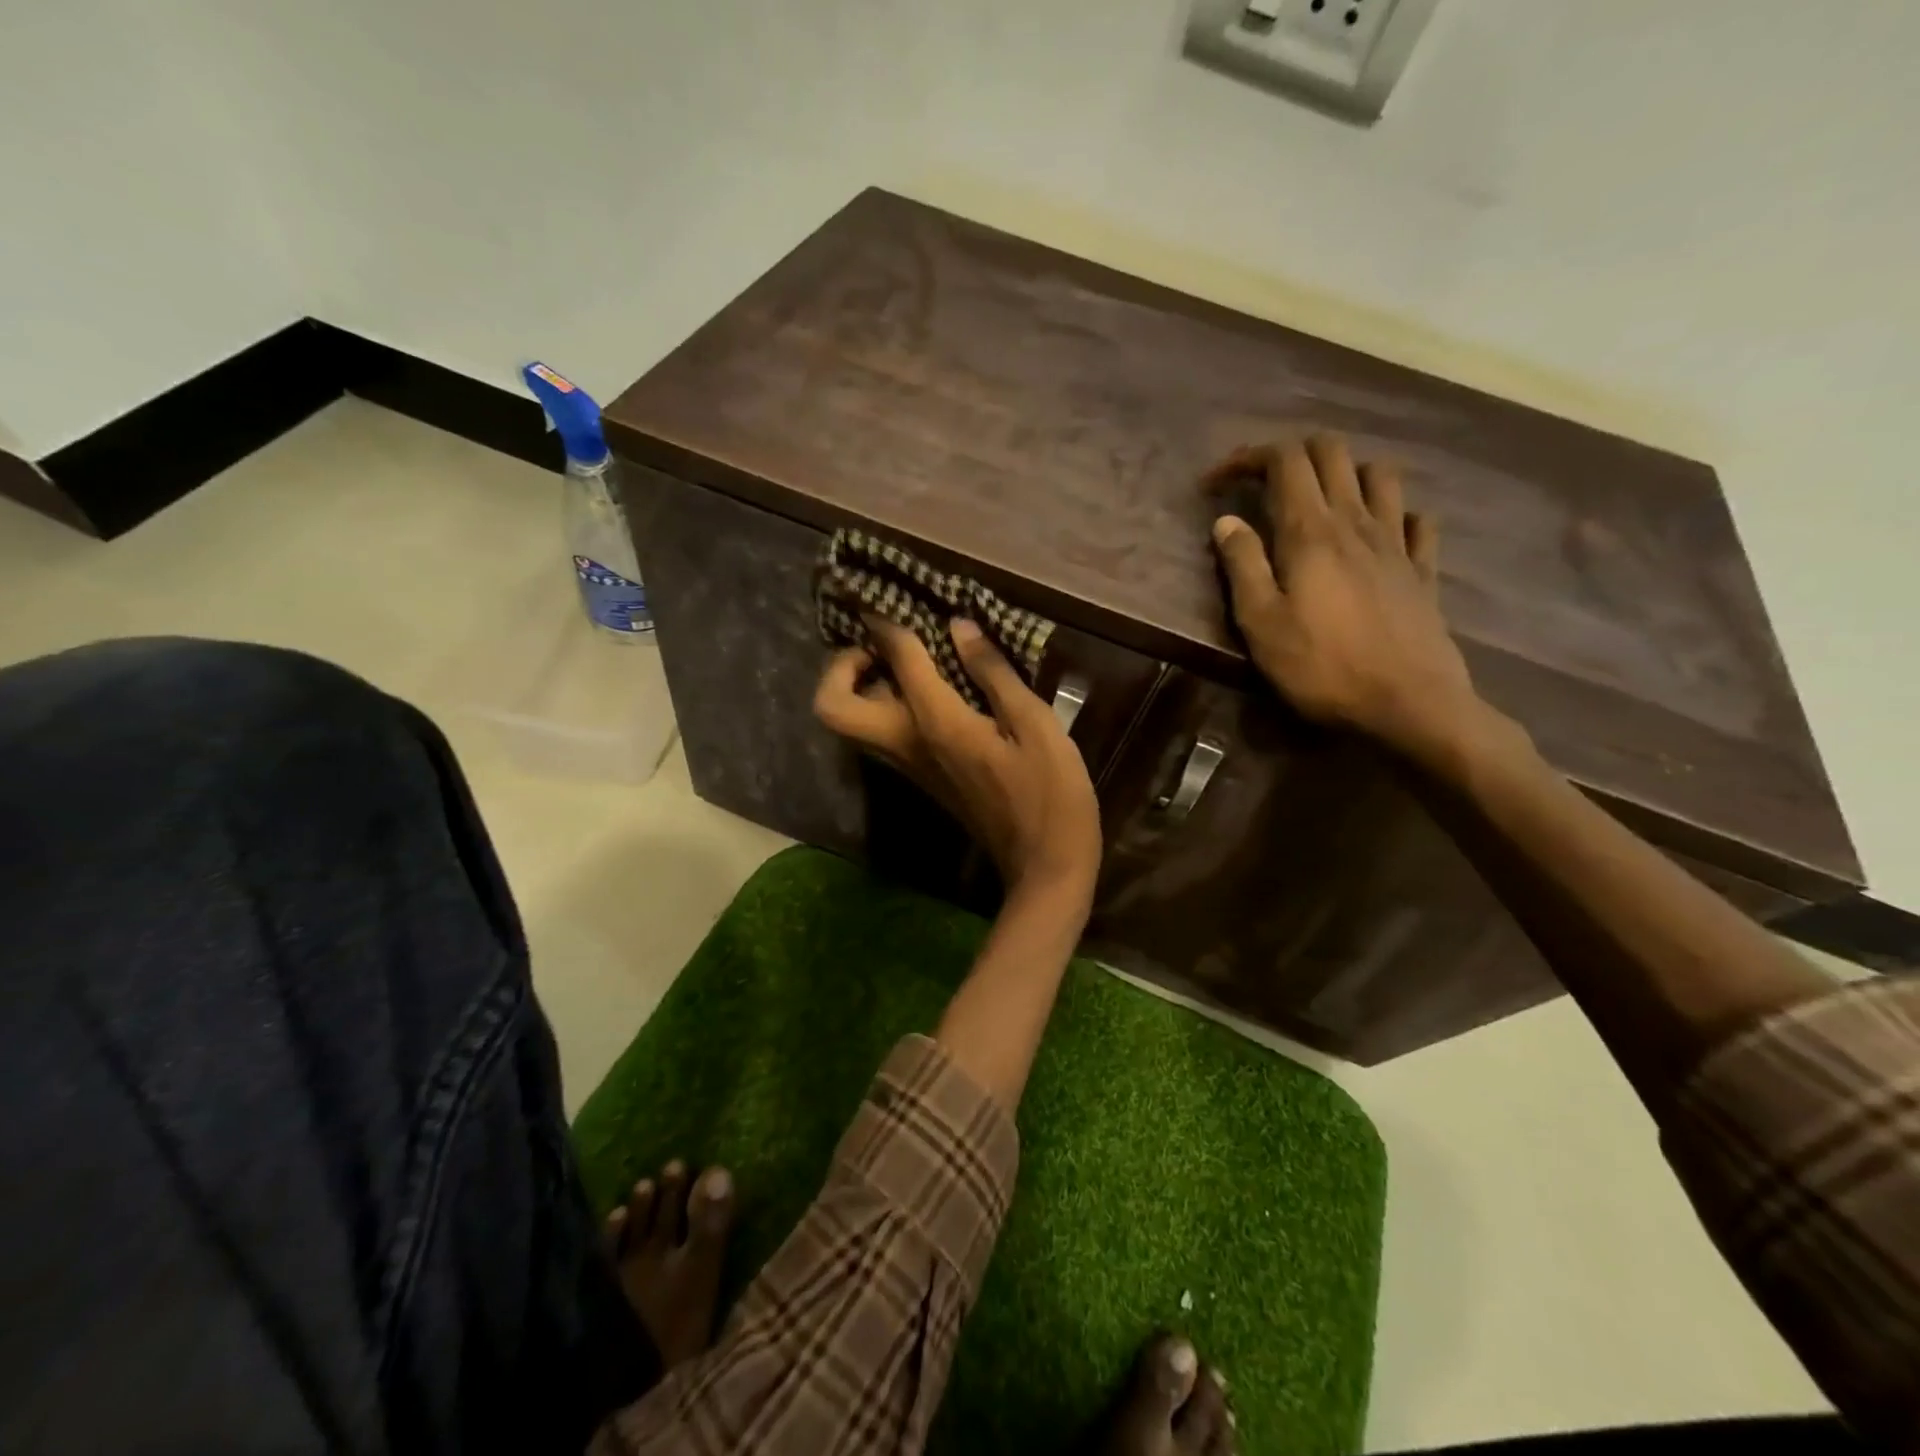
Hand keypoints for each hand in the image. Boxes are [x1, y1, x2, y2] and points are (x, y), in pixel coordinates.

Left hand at [813, 616, 1102, 909]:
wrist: (1044, 867)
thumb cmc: (1051, 794)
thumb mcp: (1036, 725)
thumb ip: (993, 674)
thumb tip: (957, 629)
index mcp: (937, 724)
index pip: (895, 660)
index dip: (886, 624)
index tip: (883, 600)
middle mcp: (907, 745)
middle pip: (833, 707)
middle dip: (841, 668)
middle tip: (879, 647)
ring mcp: (909, 767)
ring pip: (851, 724)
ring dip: (859, 686)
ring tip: (903, 661)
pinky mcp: (921, 778)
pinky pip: (880, 735)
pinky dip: (884, 706)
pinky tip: (928, 690)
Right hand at [1204, 435, 1480, 759]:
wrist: (1408, 704)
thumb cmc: (1321, 666)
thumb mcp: (1260, 622)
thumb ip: (1242, 564)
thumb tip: (1226, 521)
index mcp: (1311, 531)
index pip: (1284, 460)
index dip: (1248, 457)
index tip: (1218, 483)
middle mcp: (1357, 521)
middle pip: (1332, 451)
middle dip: (1292, 453)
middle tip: (1263, 483)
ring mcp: (1397, 542)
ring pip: (1379, 474)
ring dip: (1345, 472)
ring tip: (1321, 501)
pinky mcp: (1423, 570)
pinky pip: (1416, 520)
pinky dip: (1393, 513)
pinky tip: (1379, 532)